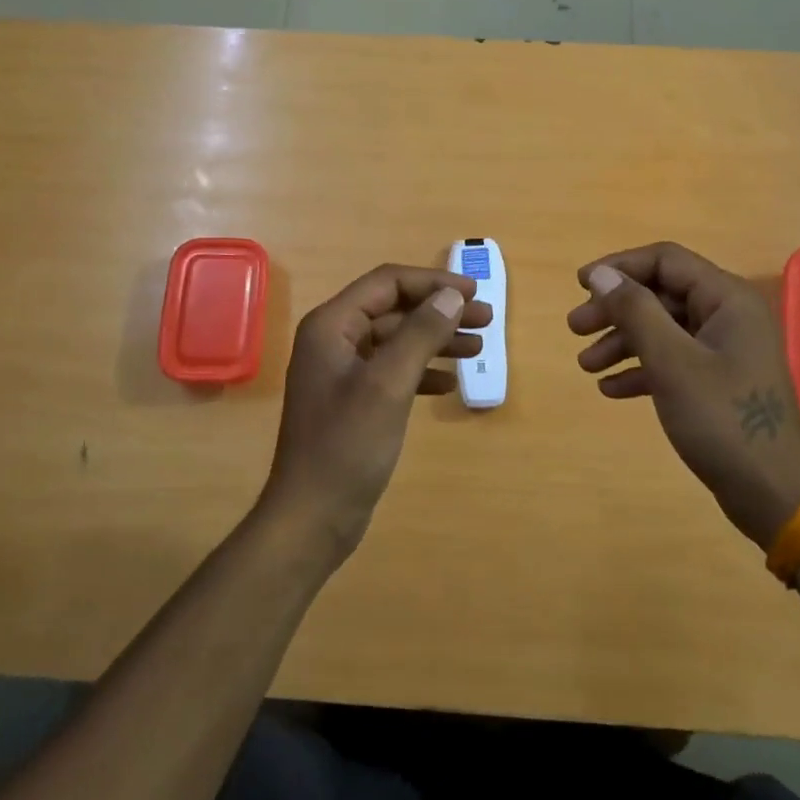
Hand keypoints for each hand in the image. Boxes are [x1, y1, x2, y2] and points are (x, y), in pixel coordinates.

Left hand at [261, 264, 491, 556]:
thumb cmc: (347, 445)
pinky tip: (450, 383)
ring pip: (397, 339)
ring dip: (436, 339)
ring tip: (478, 347)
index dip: (432, 282)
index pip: (387, 283)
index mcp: (332, 325)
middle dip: (440, 311)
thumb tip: (452, 296)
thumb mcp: (389, 385)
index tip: (474, 293)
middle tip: (487, 320)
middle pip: (394, 309)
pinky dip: (422, 371)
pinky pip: (393, 370)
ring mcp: (342, 371)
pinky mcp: (353, 399)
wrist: (312, 517)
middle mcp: (333, 339)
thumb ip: (420, 334)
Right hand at [568, 242, 799, 548]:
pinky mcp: (718, 382)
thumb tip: (601, 275)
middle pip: (661, 295)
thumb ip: (635, 311)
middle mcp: (727, 316)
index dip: (620, 267)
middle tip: (575, 329)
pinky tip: (610, 389)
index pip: (666, 261)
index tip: (580, 285)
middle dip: (615, 310)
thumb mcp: (671, 361)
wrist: (773, 493)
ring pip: (663, 329)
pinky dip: (641, 369)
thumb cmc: (722, 419)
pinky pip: (673, 361)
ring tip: (585, 365)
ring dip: (622, 342)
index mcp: (726, 299)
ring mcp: (724, 350)